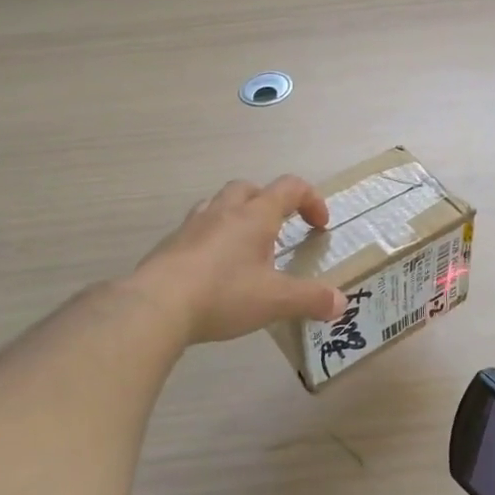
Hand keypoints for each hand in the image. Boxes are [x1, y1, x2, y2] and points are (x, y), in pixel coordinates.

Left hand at [127, 176, 347, 344]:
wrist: (154, 306)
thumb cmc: (223, 294)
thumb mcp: (275, 301)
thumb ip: (310, 299)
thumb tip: (340, 302)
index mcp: (255, 215)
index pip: (290, 188)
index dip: (311, 200)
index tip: (319, 226)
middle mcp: (224, 211)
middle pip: (250, 188)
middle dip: (270, 203)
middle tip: (279, 231)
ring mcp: (192, 226)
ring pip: (219, 205)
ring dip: (237, 217)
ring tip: (244, 248)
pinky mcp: (169, 245)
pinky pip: (196, 230)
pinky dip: (211, 240)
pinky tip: (212, 271)